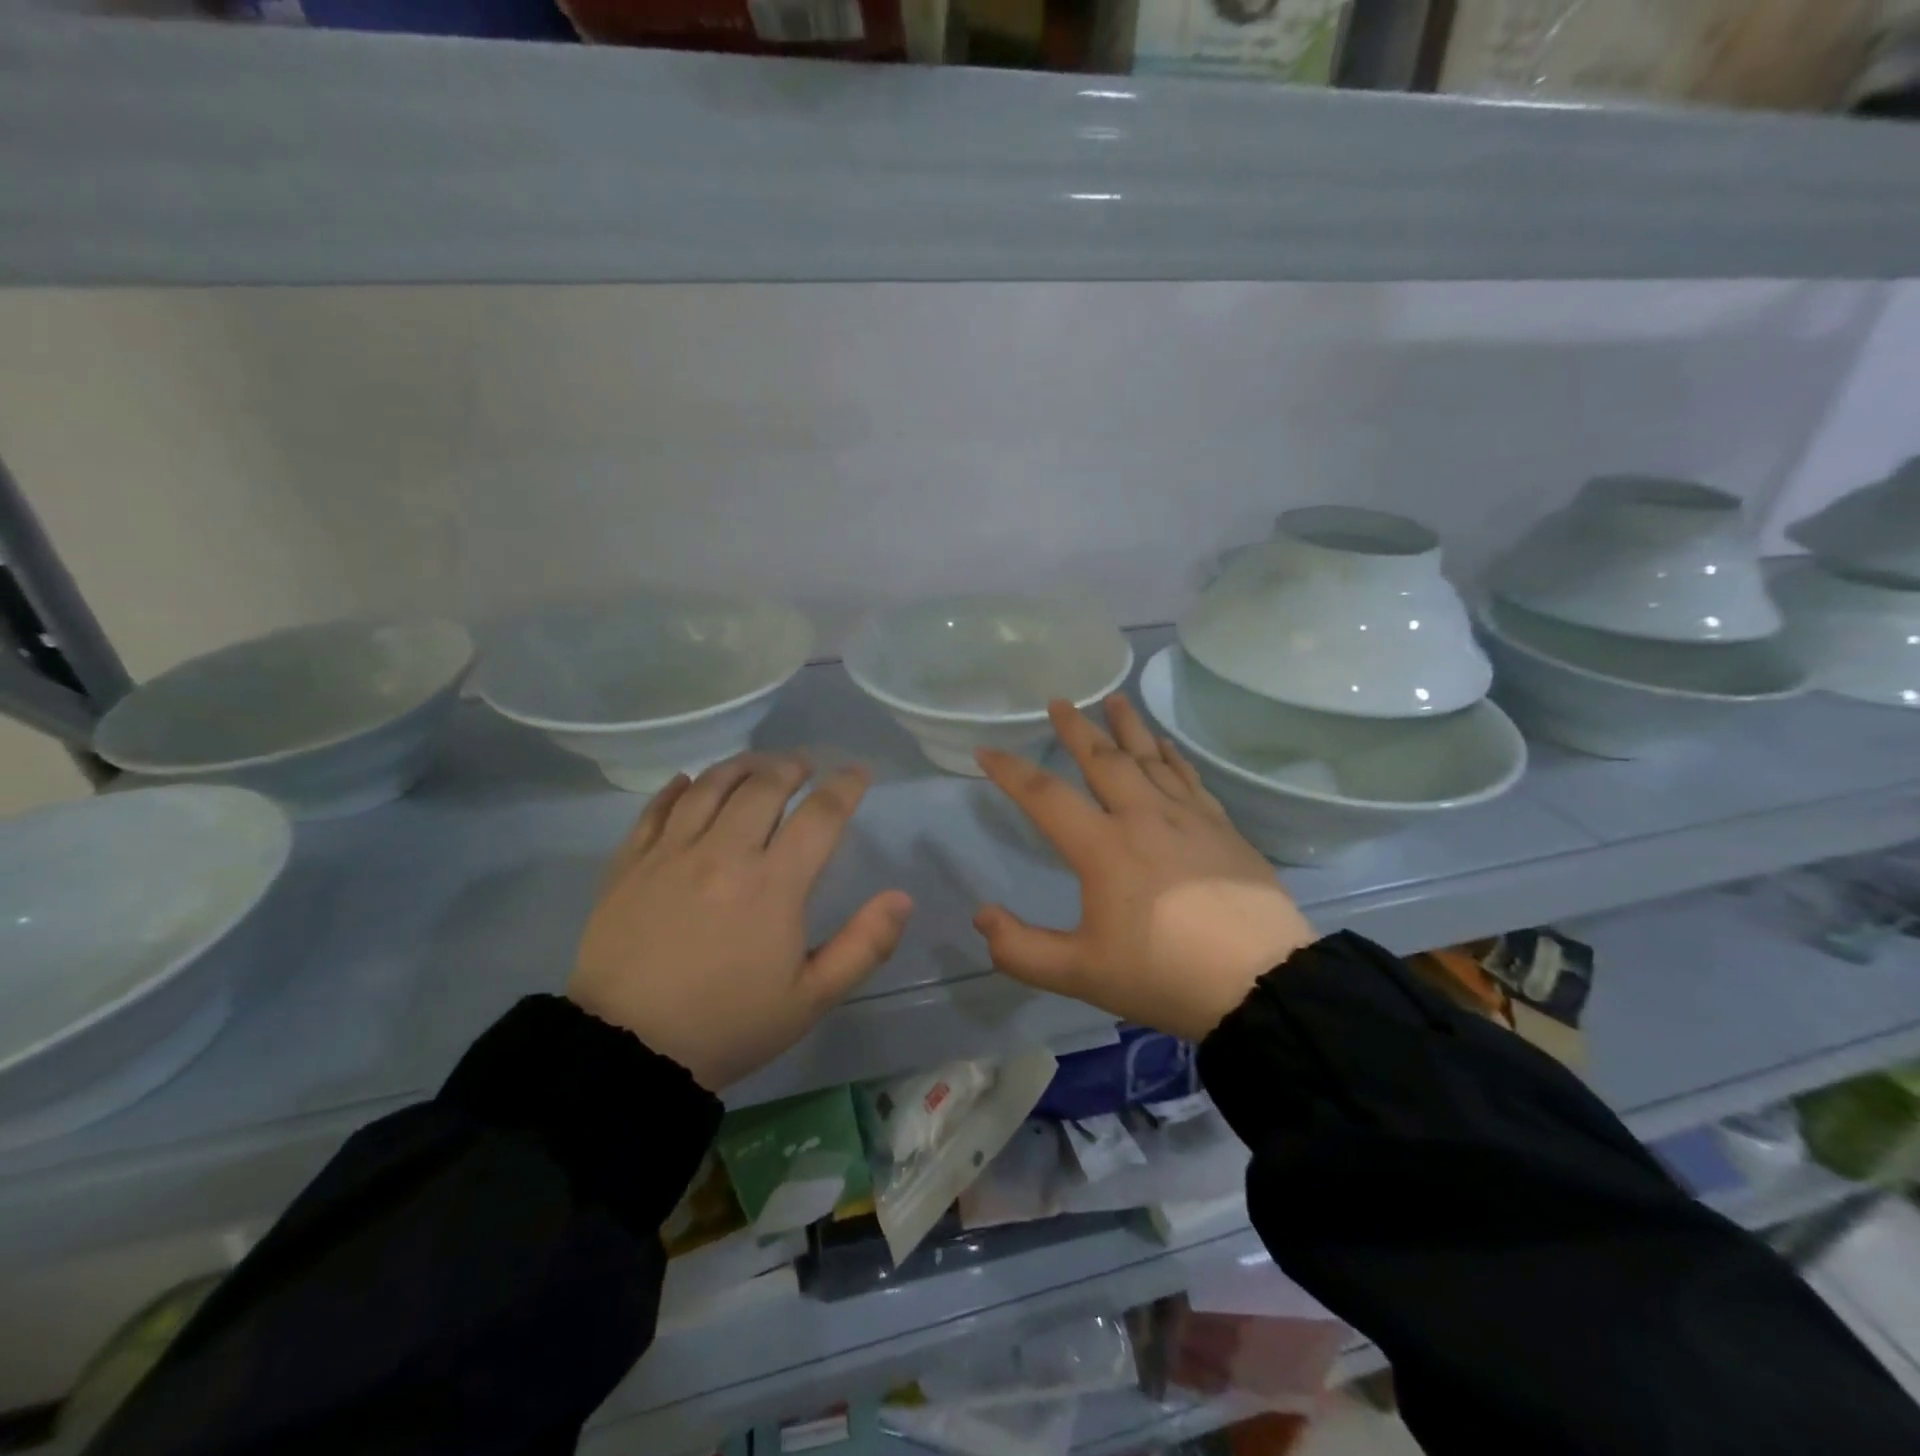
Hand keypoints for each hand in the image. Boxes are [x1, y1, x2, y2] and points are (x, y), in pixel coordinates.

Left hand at [568, 754, 912, 1092]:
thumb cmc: (728, 1026)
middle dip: (792, 766)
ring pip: (710, 785)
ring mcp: (670, 853)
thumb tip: (902, 898)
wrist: (625, 1054)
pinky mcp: (629, 863)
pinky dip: (678, 788)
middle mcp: (723, 853)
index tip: (858, 773)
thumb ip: (864, 946)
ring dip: (741, 765)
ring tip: (758, 764)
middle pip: (764, 785)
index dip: (845, 786)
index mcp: (773, 884)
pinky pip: (656, 808)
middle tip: (804, 766)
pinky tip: (689, 782)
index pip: (820, 815)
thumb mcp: (810, 1000)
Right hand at [973, 698, 1314, 1042]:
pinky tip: (1166, 744)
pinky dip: (1172, 755)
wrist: (1261, 982)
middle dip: (1076, 729)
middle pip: (1103, 760)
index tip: (988, 749)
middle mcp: (1143, 817)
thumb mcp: (1081, 974)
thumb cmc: (1164, 976)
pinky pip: (1189, 777)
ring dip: (1128, 727)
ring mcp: (1188, 817)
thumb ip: (1022, 950)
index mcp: (1103, 847)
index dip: (1011, 771)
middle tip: (1060, 701)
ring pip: (1150, 758)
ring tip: (1115, 699)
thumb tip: (982, 916)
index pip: (1045, 797)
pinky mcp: (1222, 827)